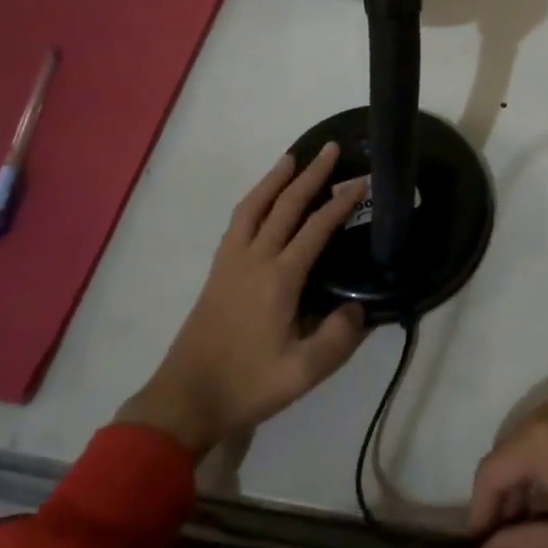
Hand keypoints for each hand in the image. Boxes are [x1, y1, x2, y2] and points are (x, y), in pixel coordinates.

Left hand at [116, 143, 368, 451]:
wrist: (186, 398)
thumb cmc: (247, 385)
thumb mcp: (302, 373)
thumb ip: (337, 340)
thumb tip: (358, 307)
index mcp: (278, 279)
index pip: (315, 229)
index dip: (340, 203)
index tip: (361, 181)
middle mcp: (254, 259)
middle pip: (284, 205)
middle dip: (310, 175)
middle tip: (329, 148)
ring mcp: (231, 262)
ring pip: (254, 206)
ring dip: (275, 179)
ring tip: (292, 157)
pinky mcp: (218, 271)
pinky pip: (238, 221)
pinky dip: (254, 200)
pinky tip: (262, 200)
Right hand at [468, 391, 547, 547]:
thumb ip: (518, 547)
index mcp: (542, 435)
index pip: (492, 469)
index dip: (480, 509)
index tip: (479, 546)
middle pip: (516, 444)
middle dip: (506, 486)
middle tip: (507, 532)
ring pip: (543, 430)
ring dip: (533, 468)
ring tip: (539, 514)